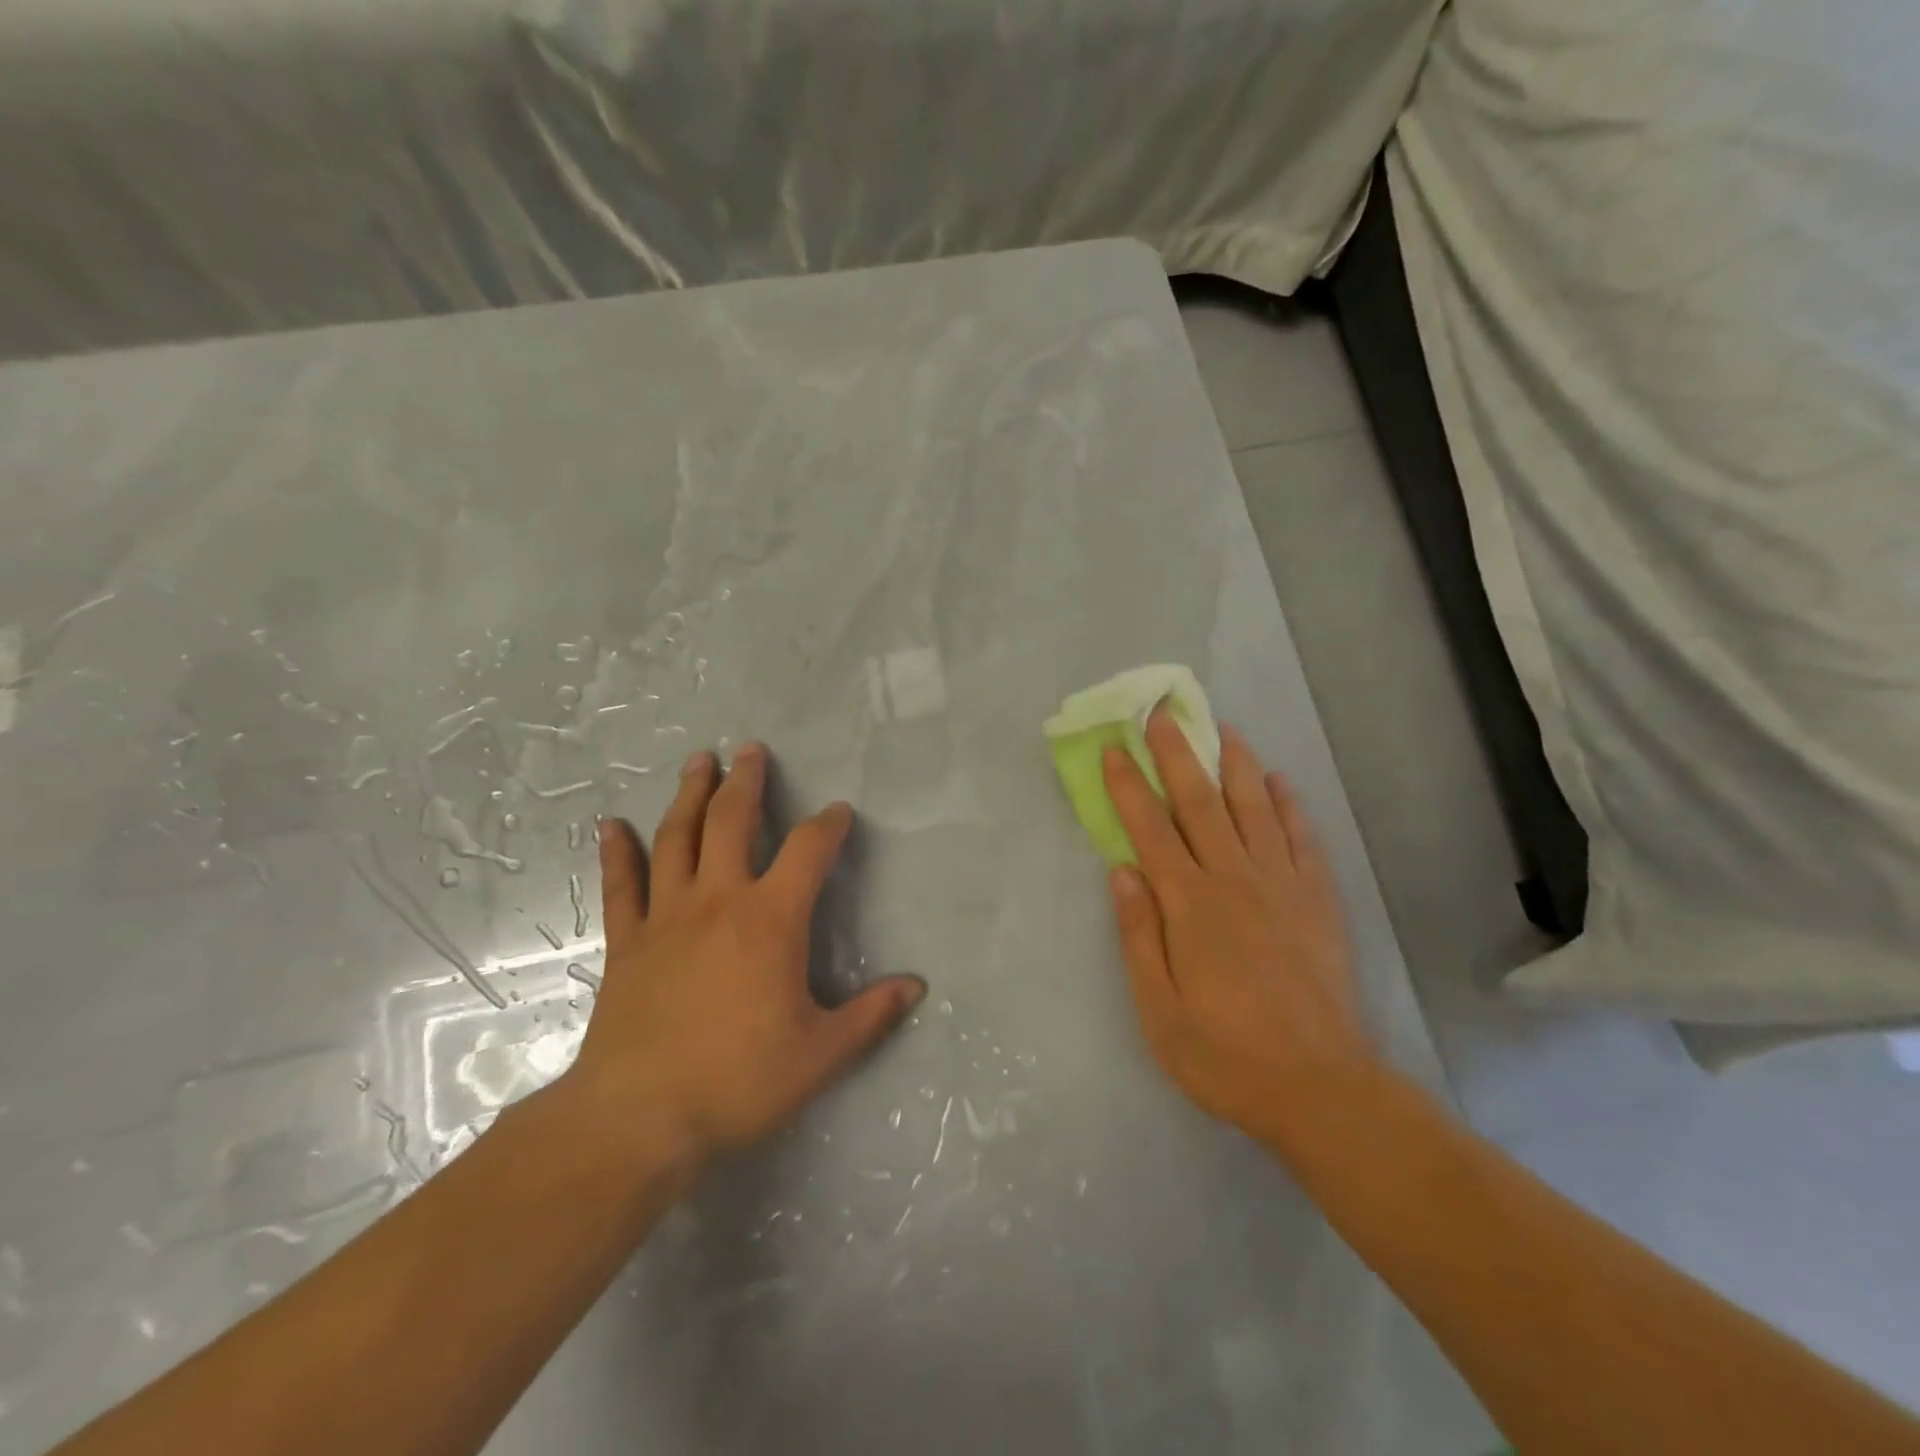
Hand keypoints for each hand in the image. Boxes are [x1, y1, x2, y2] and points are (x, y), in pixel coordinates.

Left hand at [562, 744, 924, 1170]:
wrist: (639, 1118)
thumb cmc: (739, 1081)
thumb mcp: (821, 1054)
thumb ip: (871, 1015)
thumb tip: (917, 987)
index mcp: (772, 919)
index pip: (809, 851)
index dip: (828, 825)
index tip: (838, 812)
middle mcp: (719, 900)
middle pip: (733, 821)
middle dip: (746, 781)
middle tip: (751, 748)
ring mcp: (667, 916)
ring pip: (678, 838)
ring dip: (690, 795)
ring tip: (699, 761)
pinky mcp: (627, 942)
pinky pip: (621, 885)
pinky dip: (616, 851)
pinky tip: (610, 824)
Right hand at [1102, 708, 1377, 1146]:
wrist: (1320, 1089)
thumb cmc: (1225, 1055)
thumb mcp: (1159, 1010)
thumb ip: (1138, 936)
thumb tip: (1122, 871)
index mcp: (1190, 905)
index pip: (1151, 830)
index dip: (1129, 786)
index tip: (1113, 749)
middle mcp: (1235, 881)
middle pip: (1200, 803)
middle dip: (1177, 754)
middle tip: (1162, 713)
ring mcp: (1283, 887)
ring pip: (1254, 809)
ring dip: (1235, 764)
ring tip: (1222, 728)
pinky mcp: (1319, 902)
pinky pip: (1304, 841)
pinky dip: (1291, 806)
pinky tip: (1280, 782)